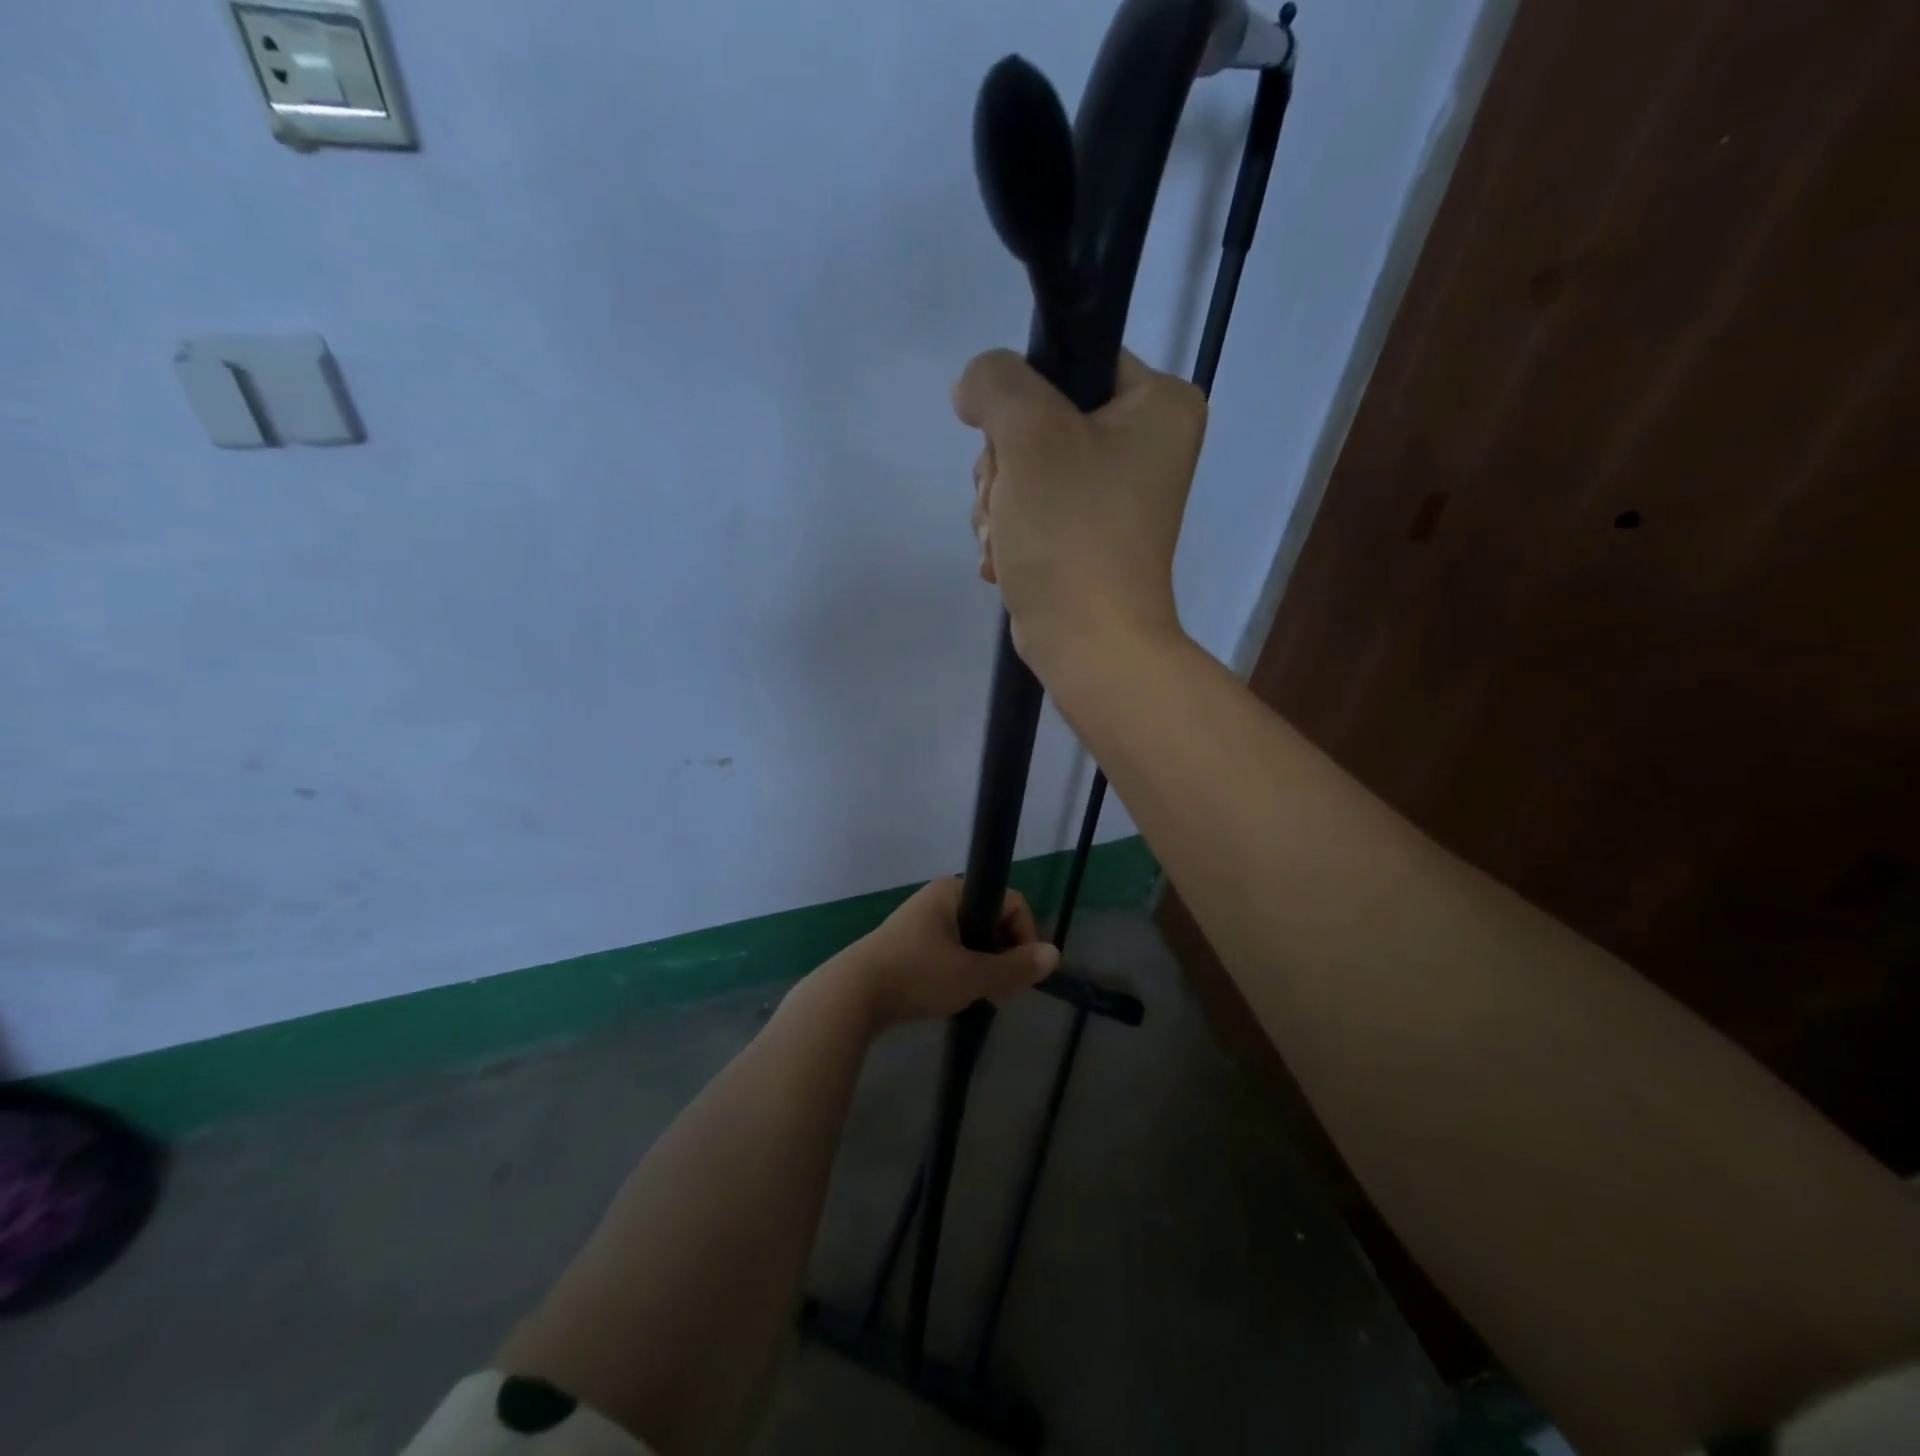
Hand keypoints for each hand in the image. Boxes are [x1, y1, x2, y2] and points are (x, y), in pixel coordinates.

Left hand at [828, 878, 1059, 1028]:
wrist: (851, 996)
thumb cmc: (917, 975)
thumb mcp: (973, 975)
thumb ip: (1015, 967)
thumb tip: (1055, 955)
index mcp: (953, 892)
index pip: (1010, 902)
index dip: (1024, 936)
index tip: (1019, 973)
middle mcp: (937, 898)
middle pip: (991, 921)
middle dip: (1003, 956)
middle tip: (1001, 992)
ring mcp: (919, 922)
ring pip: (970, 939)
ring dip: (983, 967)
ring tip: (980, 998)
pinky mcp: (906, 945)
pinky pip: (948, 951)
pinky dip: (960, 971)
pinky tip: (955, 997)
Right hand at [953, 348, 1206, 676]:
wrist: (1088, 643)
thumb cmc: (1072, 532)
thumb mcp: (1030, 434)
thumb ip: (996, 382)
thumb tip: (974, 387)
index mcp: (1159, 405)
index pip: (1072, 361)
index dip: (1025, 398)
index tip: (1013, 444)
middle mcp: (1145, 444)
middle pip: (1040, 420)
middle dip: (1005, 467)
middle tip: (1010, 502)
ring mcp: (1114, 496)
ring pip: (1026, 468)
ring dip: (999, 504)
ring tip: (1008, 541)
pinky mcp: (1087, 537)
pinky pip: (1032, 510)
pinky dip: (1010, 534)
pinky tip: (1007, 562)